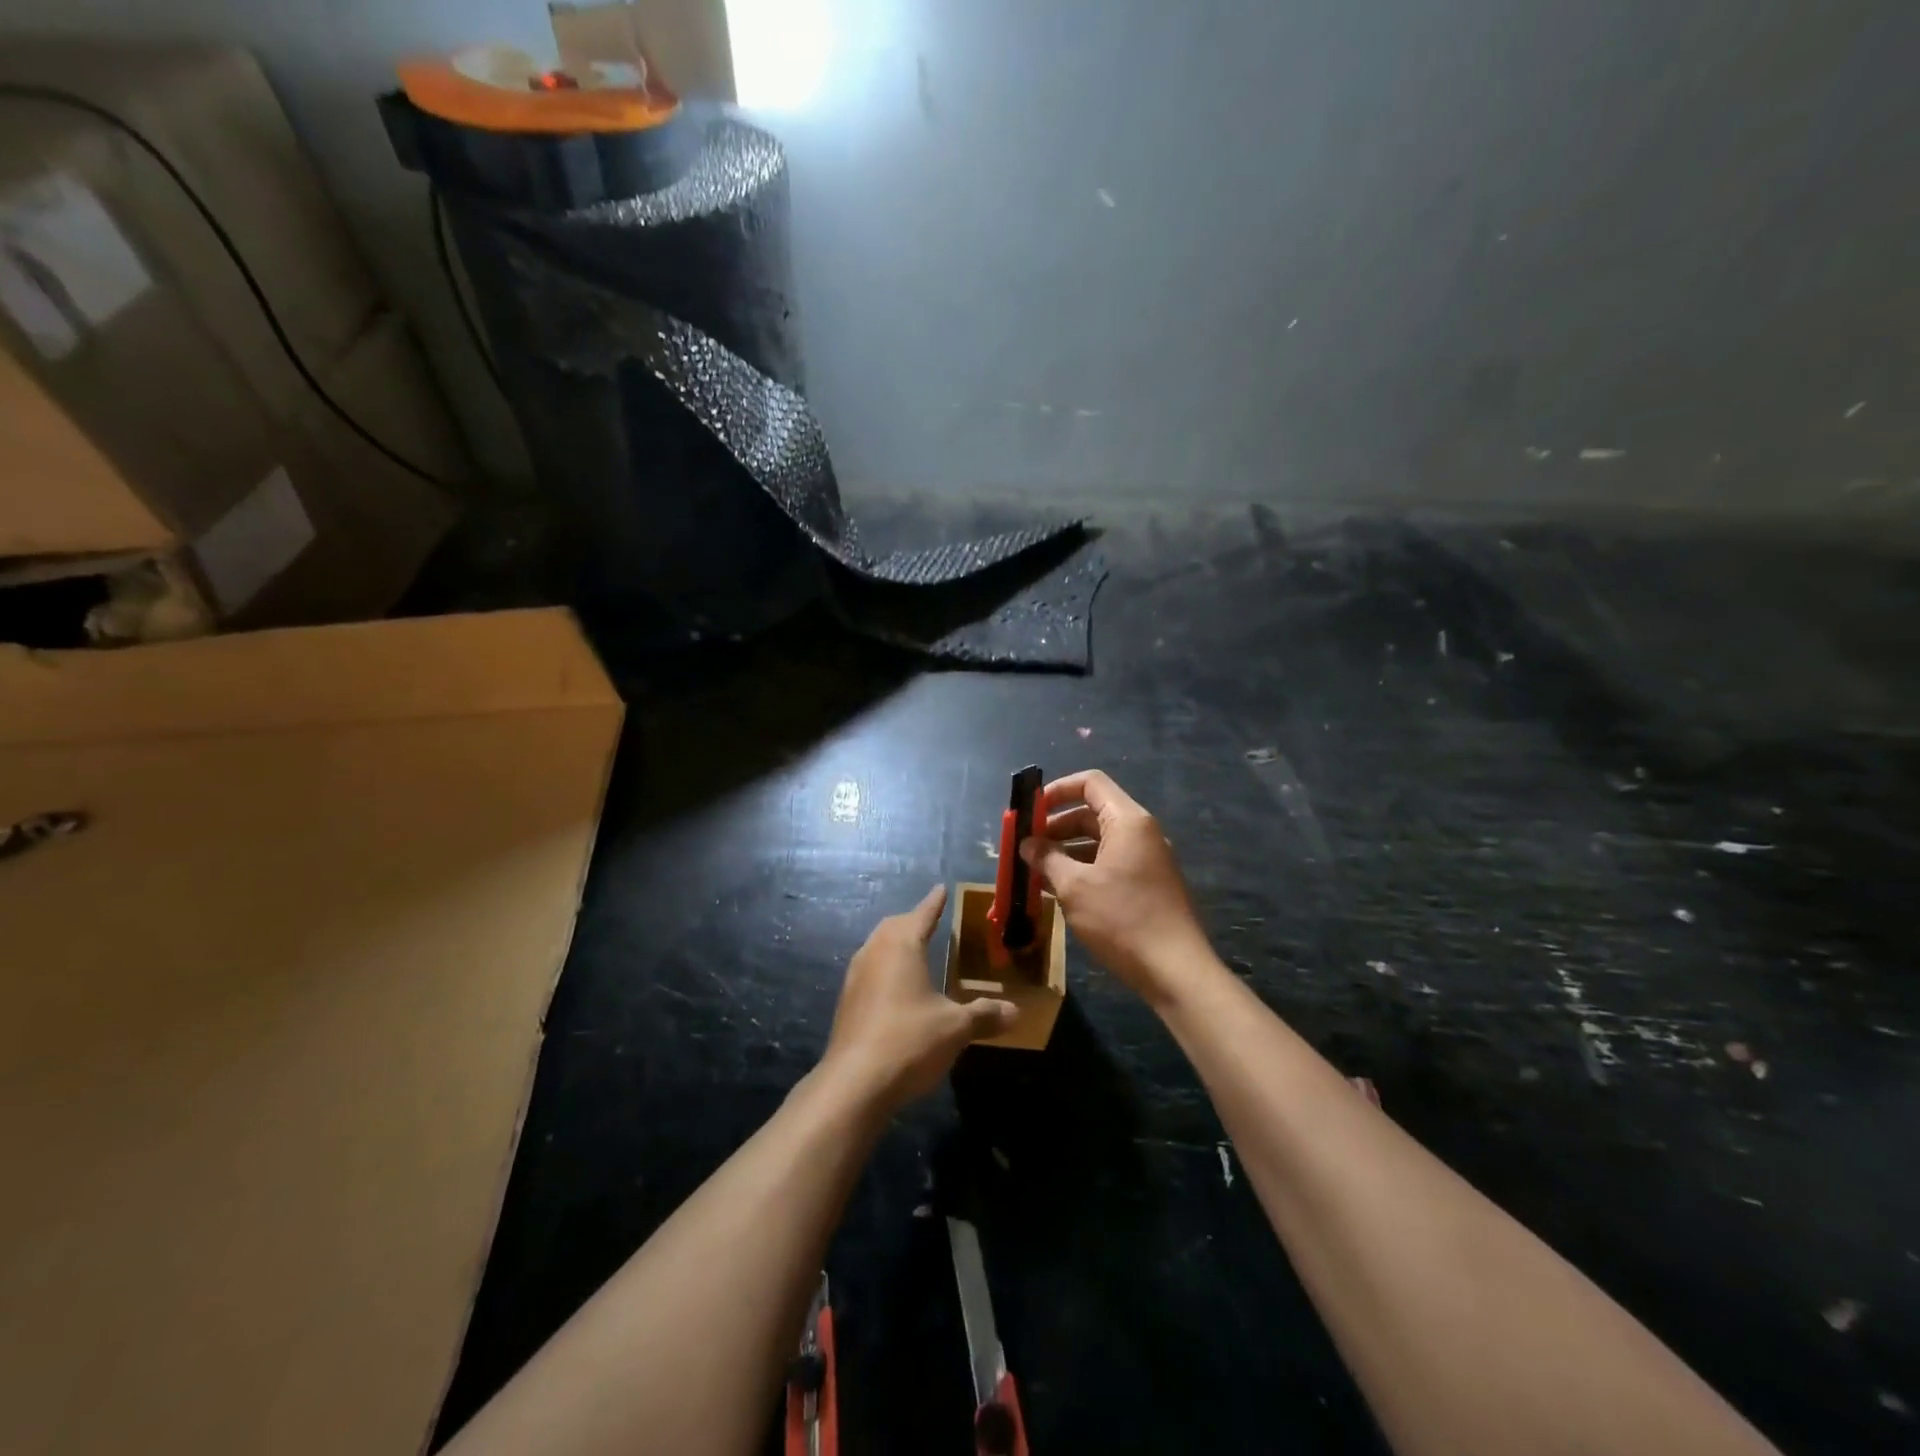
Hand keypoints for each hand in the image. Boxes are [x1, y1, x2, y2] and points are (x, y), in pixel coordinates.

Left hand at [822, 885, 1015, 1112]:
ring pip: (877, 947)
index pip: (921, 914)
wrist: (853, 1084)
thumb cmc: (909, 1041)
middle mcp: (874, 953)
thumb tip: (1015, 1011)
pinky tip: (896, 987)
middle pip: (894, 926)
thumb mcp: (955, 1029)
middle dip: (913, 920)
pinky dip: (885, 967)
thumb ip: (984, 1016)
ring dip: (895, 943)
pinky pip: (869, 970)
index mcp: (901, 946)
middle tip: (931, 919)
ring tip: (914, 949)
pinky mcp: (847, 1003)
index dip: (934, 903)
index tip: (941, 889)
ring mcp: (855, 978)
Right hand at [1020, 770, 1215, 1003]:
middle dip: (1056, 826)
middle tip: (1027, 847)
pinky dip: (1084, 868)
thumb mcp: (1075, 888)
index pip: (1091, 783)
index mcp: (1128, 821)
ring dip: (1067, 851)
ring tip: (1036, 871)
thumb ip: (1048, 859)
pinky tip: (1062, 890)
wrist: (1176, 971)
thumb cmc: (1122, 920)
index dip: (1057, 790)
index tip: (1030, 810)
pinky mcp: (1149, 884)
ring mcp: (1148, 859)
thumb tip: (1028, 844)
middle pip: (1093, 812)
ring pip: (1100, 841)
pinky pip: (1111, 863)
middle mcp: (1142, 833)